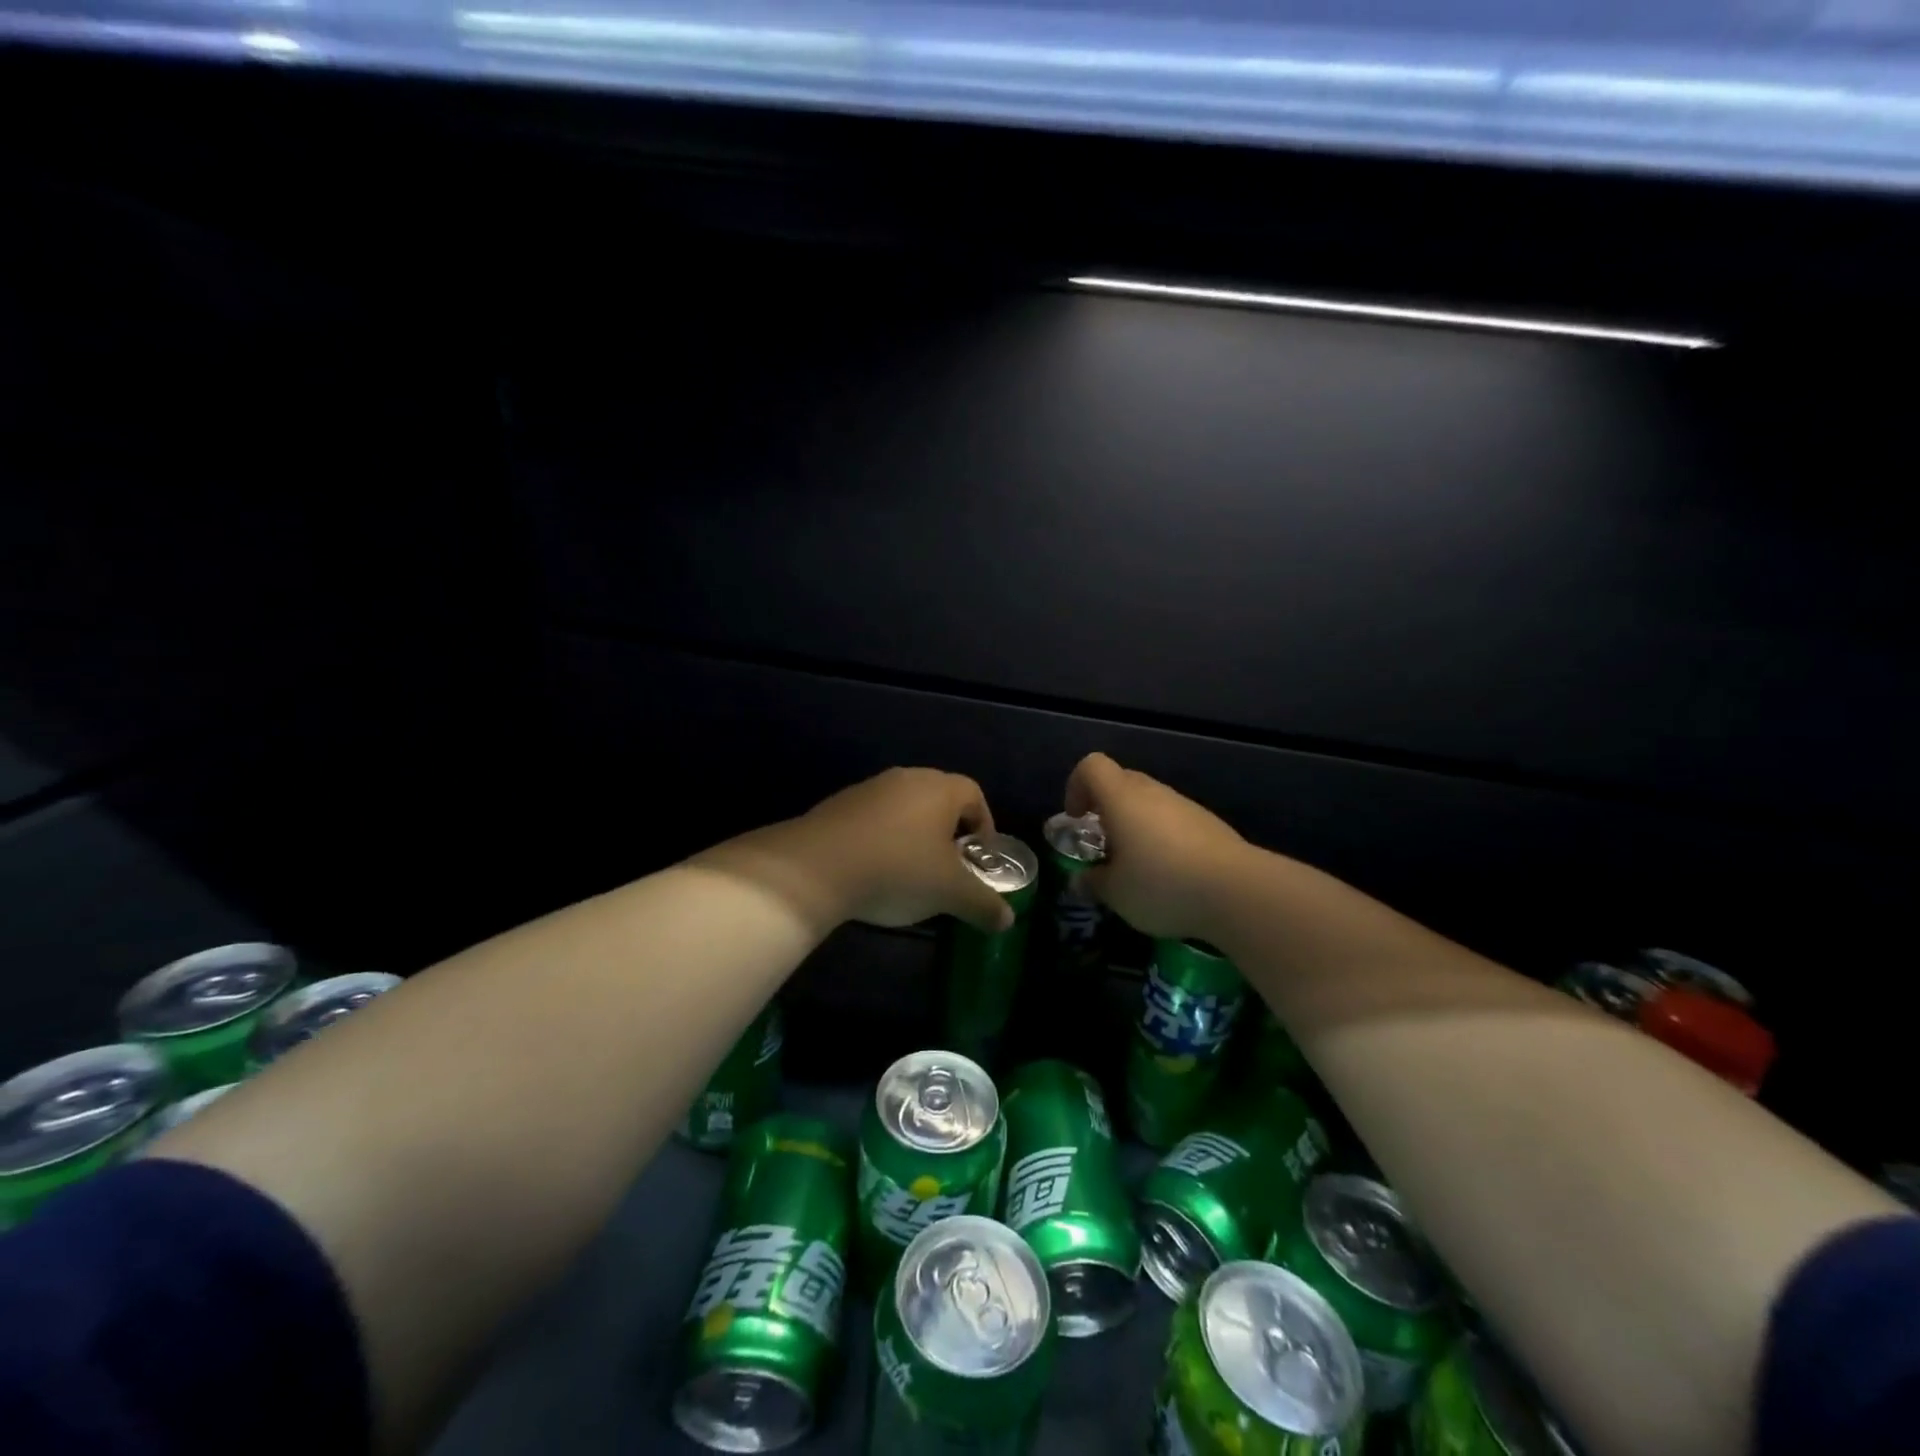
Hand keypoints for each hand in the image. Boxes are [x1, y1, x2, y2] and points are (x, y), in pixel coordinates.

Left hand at [702, 768, 1013, 934]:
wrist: (816, 866)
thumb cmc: (898, 870)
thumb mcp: (949, 893)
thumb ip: (983, 904)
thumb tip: (1008, 920)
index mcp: (940, 789)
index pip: (974, 795)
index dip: (984, 826)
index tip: (978, 858)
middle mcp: (907, 778)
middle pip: (939, 799)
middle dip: (948, 832)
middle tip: (948, 868)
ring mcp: (869, 789)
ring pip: (904, 808)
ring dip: (913, 835)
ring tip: (910, 873)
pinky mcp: (838, 805)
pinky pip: (873, 818)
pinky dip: (882, 839)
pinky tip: (873, 871)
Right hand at [1064, 752, 1248, 940]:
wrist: (1238, 891)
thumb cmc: (1162, 884)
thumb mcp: (1116, 893)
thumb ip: (1094, 882)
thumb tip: (1082, 879)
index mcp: (1121, 798)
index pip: (1091, 766)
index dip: (1076, 786)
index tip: (1076, 819)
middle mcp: (1153, 792)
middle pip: (1121, 780)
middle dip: (1105, 807)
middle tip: (1103, 844)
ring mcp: (1185, 805)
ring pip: (1150, 802)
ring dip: (1136, 824)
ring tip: (1137, 865)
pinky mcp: (1210, 824)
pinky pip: (1174, 820)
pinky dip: (1163, 838)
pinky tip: (1170, 874)